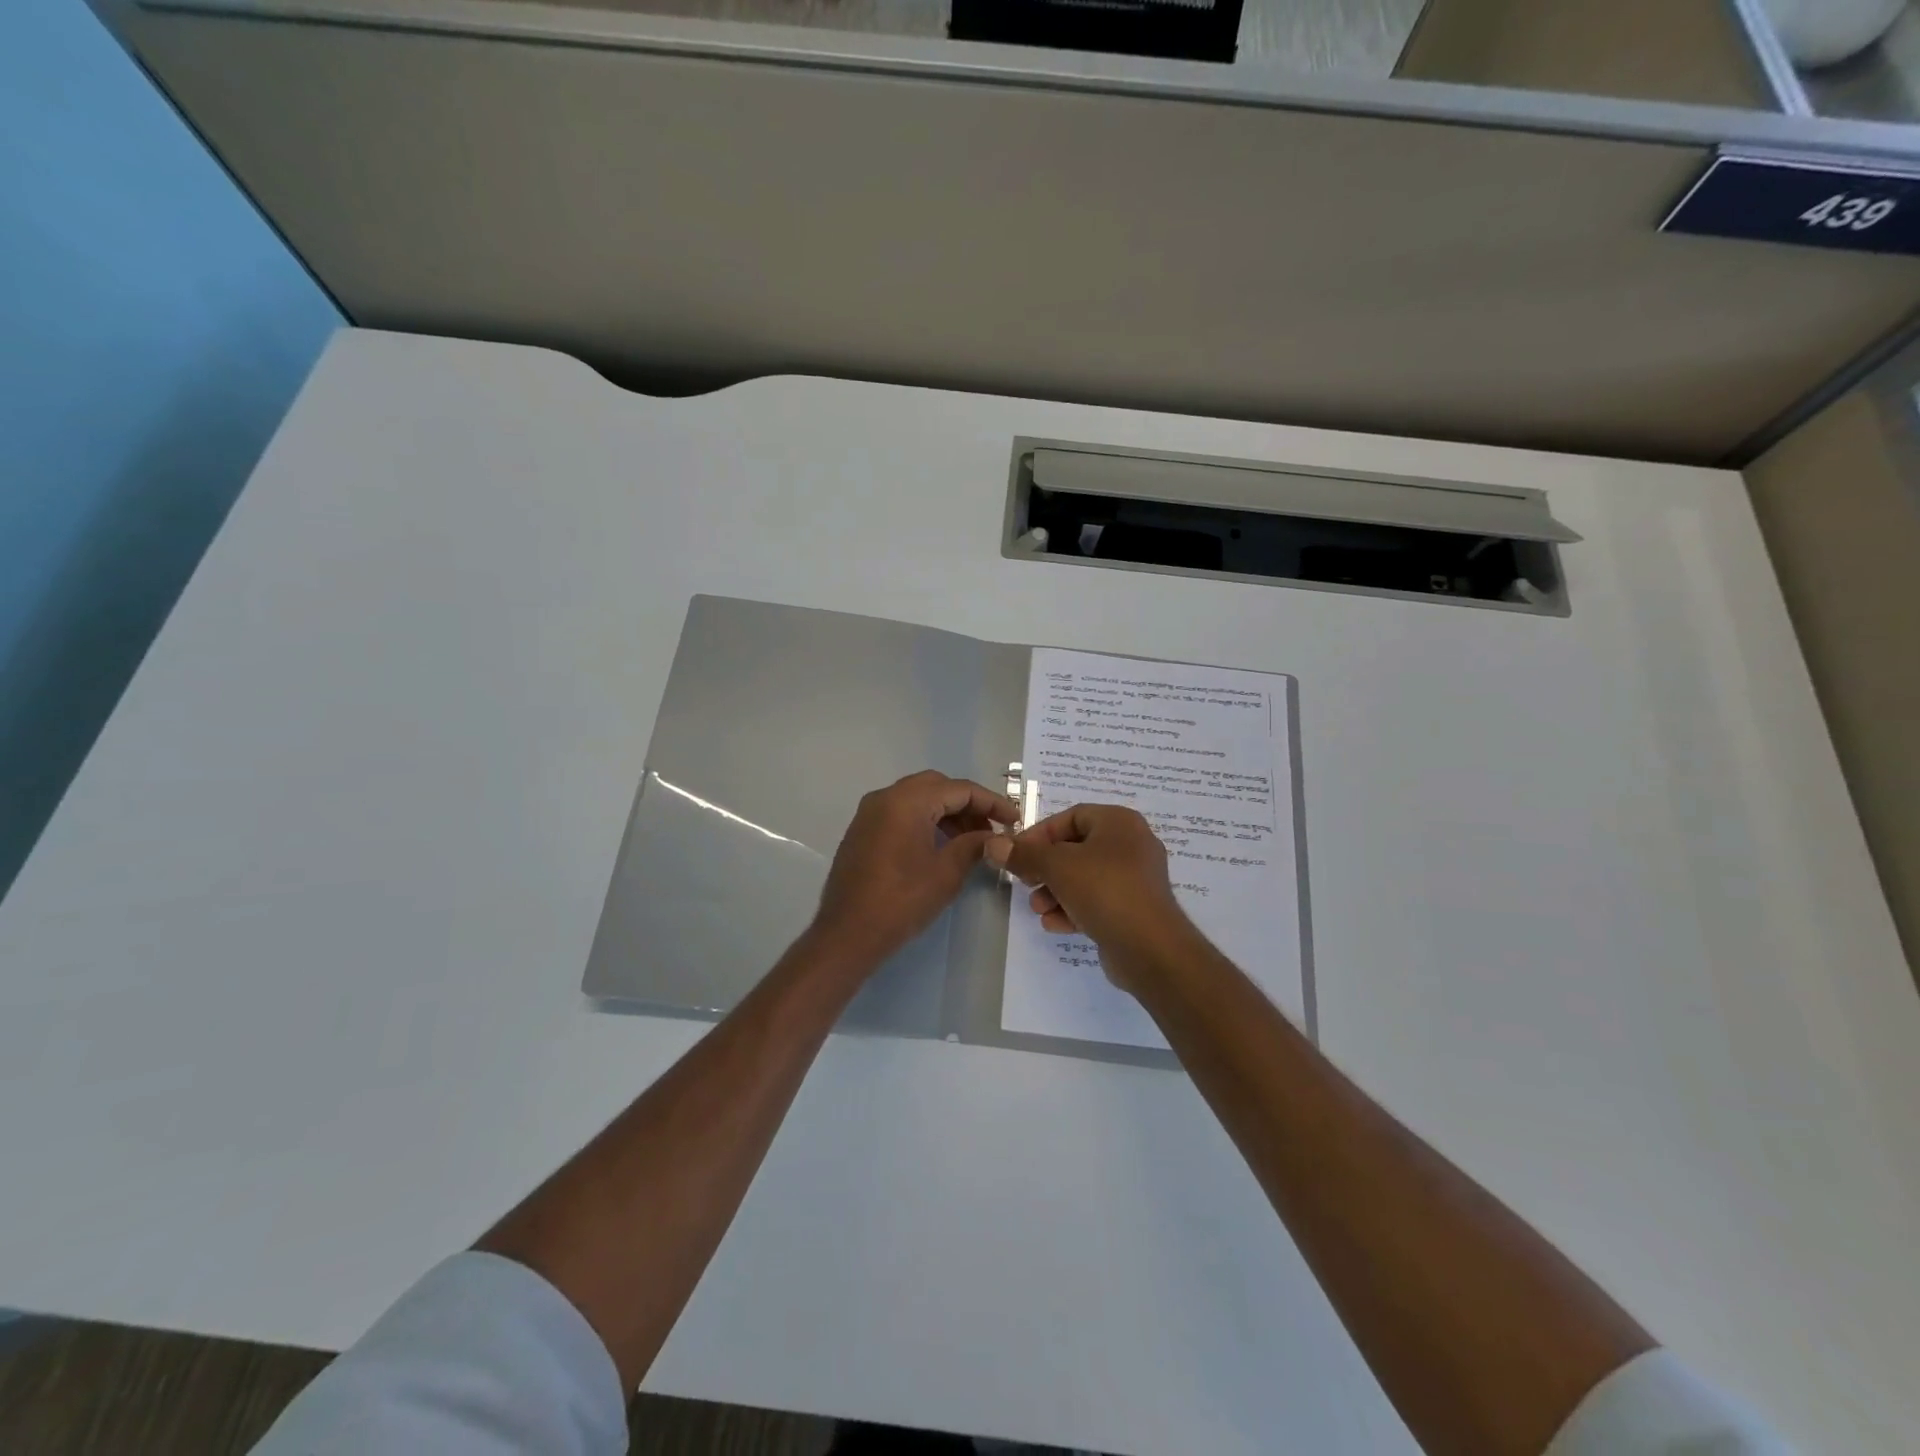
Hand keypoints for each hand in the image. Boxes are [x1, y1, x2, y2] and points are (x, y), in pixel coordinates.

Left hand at [810, 771, 1019, 972]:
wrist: (847, 934)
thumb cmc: (901, 901)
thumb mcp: (946, 873)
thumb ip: (973, 845)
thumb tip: (993, 836)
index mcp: (906, 801)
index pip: (959, 789)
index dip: (991, 802)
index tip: (1014, 820)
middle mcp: (885, 797)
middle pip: (937, 786)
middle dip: (967, 804)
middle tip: (991, 828)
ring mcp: (869, 813)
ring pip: (917, 798)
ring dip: (946, 812)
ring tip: (970, 840)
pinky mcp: (862, 830)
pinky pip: (900, 812)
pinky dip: (924, 820)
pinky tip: (940, 845)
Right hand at [983, 804, 1197, 989]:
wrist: (1151, 949)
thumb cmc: (1105, 891)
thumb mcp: (1057, 867)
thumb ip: (1023, 855)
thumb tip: (993, 844)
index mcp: (1119, 822)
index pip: (1071, 816)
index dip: (1040, 834)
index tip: (1017, 854)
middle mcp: (1131, 844)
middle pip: (1076, 849)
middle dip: (1045, 868)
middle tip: (1025, 882)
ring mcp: (1136, 878)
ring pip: (1085, 877)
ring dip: (1055, 892)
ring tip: (1038, 910)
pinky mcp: (1135, 908)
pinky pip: (1098, 901)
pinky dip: (1074, 908)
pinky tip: (1055, 925)